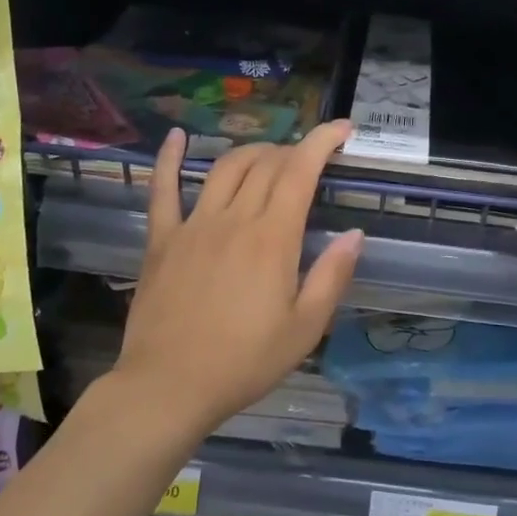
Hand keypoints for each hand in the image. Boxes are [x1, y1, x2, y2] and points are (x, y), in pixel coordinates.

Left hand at [112, 121, 363, 435]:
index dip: (322, 141)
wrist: (168, 387)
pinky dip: (170, 158)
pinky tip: (177, 136)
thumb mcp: (304, 329)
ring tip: (269, 156)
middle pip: (266, 164)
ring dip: (252, 152)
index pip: (301, 171)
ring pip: (226, 168)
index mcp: (272, 238)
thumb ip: (332, 276)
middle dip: (294, 150)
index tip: (342, 128)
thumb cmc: (244, 362)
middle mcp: (234, 219)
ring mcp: (193, 225)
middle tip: (309, 161)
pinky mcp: (162, 239)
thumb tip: (354, 234)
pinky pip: (163, 189)